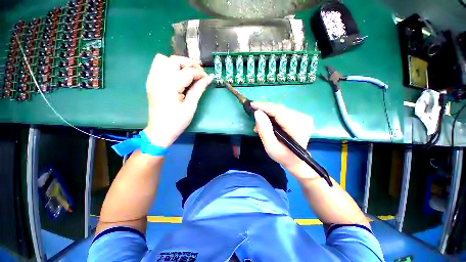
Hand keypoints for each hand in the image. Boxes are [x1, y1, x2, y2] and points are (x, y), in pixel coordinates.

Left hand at [144, 54, 212, 146]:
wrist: (160, 131)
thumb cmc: (177, 122)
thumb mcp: (190, 107)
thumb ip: (198, 90)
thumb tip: (209, 78)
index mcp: (170, 86)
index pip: (187, 72)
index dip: (199, 73)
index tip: (207, 78)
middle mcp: (158, 79)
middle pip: (174, 60)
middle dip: (189, 63)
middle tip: (199, 72)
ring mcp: (152, 79)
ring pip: (163, 59)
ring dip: (177, 63)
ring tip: (187, 72)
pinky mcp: (150, 82)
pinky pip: (157, 66)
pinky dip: (168, 66)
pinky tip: (176, 76)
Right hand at [252, 102, 316, 178]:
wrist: (296, 161)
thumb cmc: (283, 156)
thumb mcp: (270, 147)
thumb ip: (264, 130)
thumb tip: (257, 113)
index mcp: (298, 128)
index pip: (279, 112)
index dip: (264, 107)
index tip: (251, 104)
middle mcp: (303, 119)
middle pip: (279, 109)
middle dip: (264, 110)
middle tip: (253, 115)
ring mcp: (303, 117)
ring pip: (280, 109)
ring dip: (267, 113)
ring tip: (258, 122)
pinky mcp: (300, 117)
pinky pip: (283, 112)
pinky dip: (273, 115)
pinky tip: (266, 121)